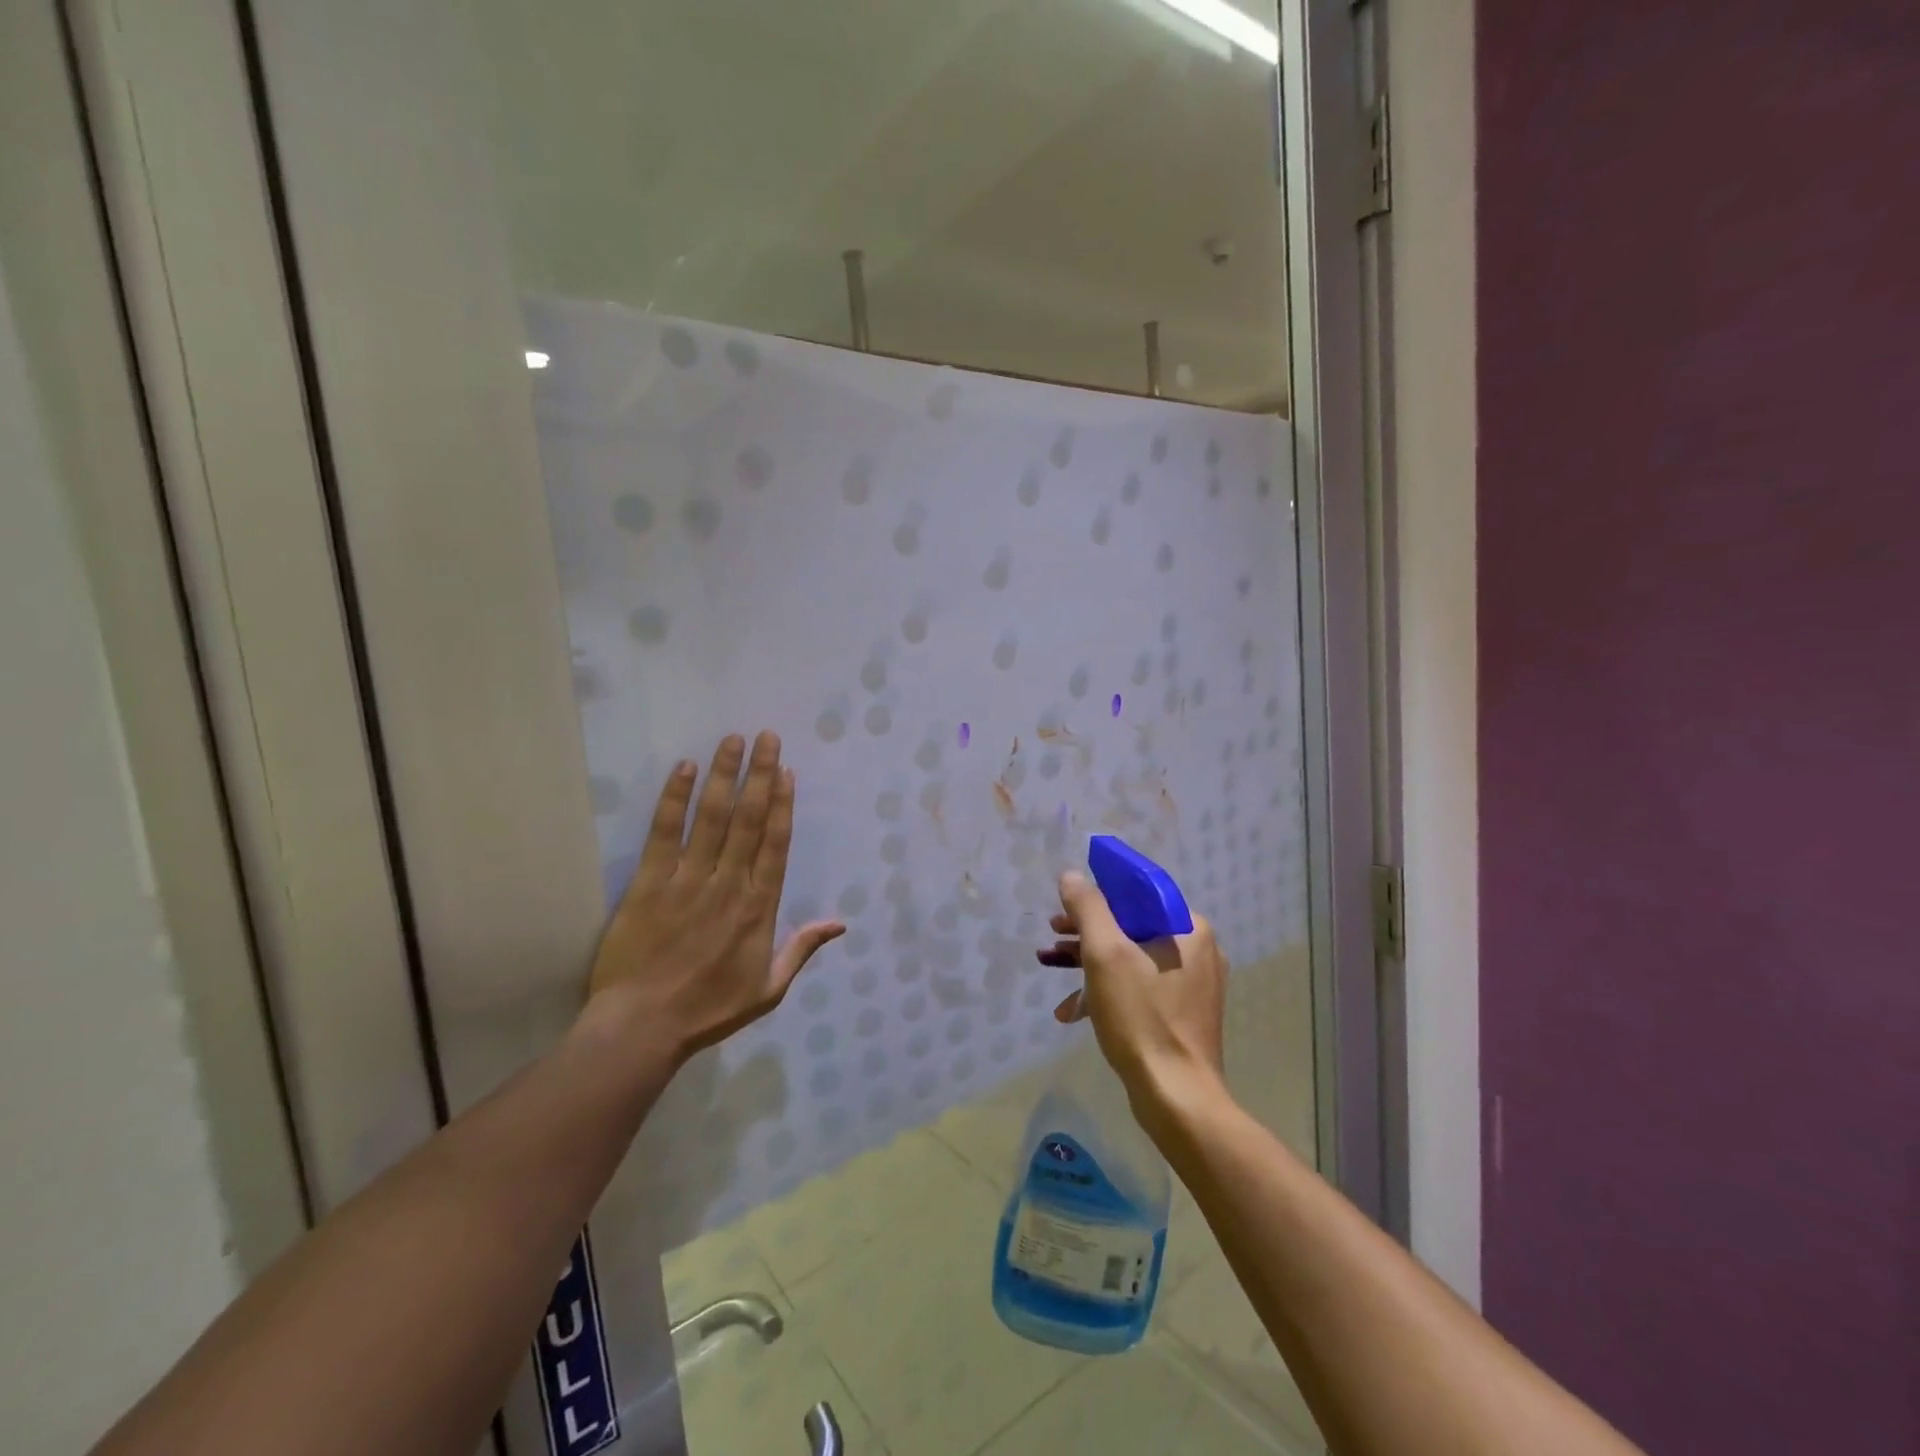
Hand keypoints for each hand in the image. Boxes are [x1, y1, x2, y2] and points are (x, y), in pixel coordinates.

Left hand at [586, 732, 843, 1063]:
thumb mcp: (769, 989)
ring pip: (713, 817)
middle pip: (749, 819)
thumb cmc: (709, 1009)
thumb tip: (840, 922)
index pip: (776, 843)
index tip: (787, 771)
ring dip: (725, 776)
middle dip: (760, 774)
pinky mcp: (649, 882)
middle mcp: (729, 883)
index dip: (783, 804)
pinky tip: (685, 769)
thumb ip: (802, 949)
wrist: (643, 1027)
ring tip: (734, 740)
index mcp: (759, 907)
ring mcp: (688, 879)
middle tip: (767, 737)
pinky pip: (665, 833)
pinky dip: (675, 799)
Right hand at [1038, 872, 1228, 1113]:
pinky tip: (1072, 1011)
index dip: (1098, 893)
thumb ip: (1088, 908)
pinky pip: (1139, 987)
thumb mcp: (1105, 955)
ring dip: (1089, 962)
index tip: (1066, 906)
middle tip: (1053, 936)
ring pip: (1132, 957)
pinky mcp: (1182, 1013)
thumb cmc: (1142, 1018)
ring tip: (1051, 966)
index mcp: (1189, 929)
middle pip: (1132, 925)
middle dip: (1087, 931)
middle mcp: (1197, 951)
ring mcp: (1192, 985)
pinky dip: (1107, 991)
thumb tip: (1072, 877)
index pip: (1139, 892)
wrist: (1176, 1099)